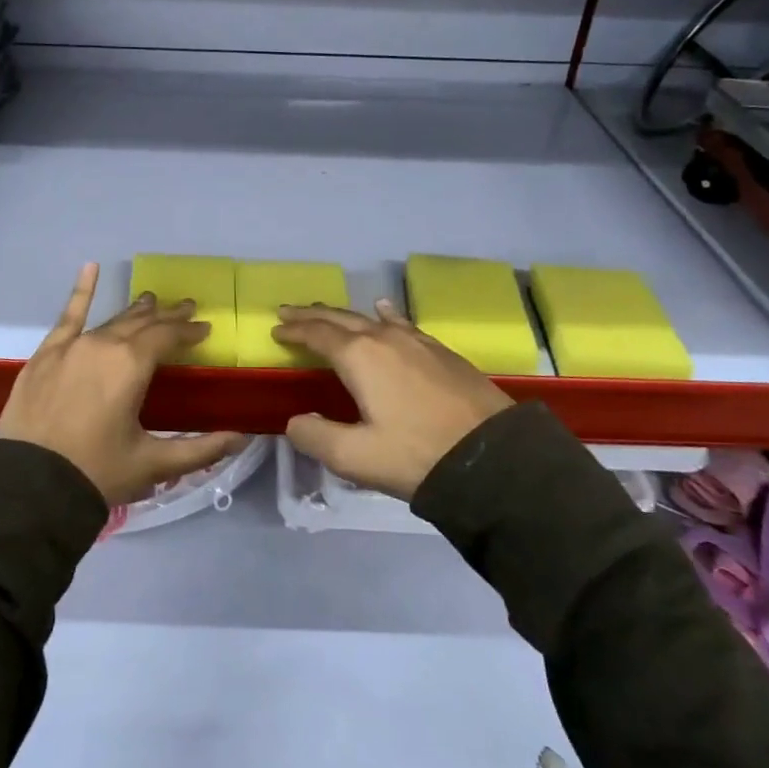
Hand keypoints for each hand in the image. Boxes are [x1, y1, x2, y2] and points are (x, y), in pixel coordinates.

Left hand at [0, 264, 249, 506]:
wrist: (27, 486)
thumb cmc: (96, 473)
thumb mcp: (152, 464)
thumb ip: (200, 449)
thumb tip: (242, 437)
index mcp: (132, 365)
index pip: (168, 337)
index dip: (189, 331)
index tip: (205, 328)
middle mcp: (104, 344)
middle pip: (142, 323)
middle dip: (167, 316)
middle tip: (186, 307)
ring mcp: (72, 346)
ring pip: (112, 321)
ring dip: (135, 311)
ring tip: (151, 300)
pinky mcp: (46, 354)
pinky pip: (68, 316)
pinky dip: (81, 291)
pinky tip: (90, 267)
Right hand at [273, 300, 514, 500]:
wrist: (492, 457)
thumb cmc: (417, 455)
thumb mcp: (355, 457)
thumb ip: (315, 436)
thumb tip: (296, 420)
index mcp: (359, 357)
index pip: (317, 335)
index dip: (294, 331)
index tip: (276, 329)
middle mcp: (384, 338)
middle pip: (340, 318)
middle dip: (312, 315)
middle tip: (289, 310)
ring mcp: (416, 341)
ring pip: (369, 318)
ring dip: (342, 315)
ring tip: (326, 313)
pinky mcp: (440, 351)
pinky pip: (401, 322)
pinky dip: (383, 315)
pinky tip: (384, 310)